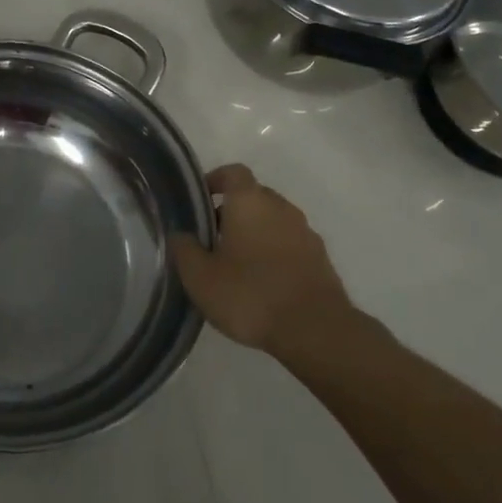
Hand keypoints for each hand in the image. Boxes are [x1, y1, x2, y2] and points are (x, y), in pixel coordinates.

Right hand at [170, 164, 352, 357]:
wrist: (316, 330)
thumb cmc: (250, 295)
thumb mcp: (200, 278)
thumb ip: (184, 250)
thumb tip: (180, 234)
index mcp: (249, 201)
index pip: (233, 172)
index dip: (215, 180)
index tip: (200, 200)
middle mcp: (281, 207)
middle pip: (254, 196)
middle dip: (233, 211)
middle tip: (213, 239)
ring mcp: (305, 232)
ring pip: (274, 221)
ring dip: (256, 233)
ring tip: (237, 265)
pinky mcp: (321, 259)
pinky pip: (291, 244)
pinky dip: (276, 253)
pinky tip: (264, 283)